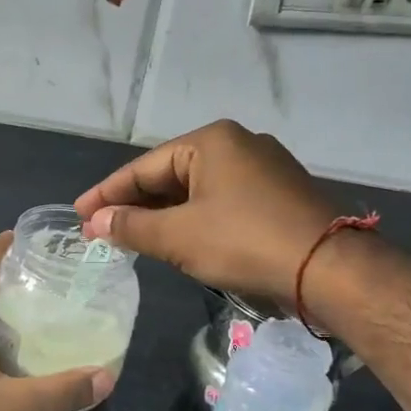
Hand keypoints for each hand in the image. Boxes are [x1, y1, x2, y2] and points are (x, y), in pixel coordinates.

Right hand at [75, 120, 340, 308]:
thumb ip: (132, 226)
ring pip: (196, 189)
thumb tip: (95, 222)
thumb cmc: (245, 242)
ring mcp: (263, 168)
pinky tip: (177, 238)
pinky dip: (193, 218)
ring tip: (130, 235)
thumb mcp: (178, 236)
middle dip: (134, 204)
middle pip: (170, 174)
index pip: (143, 167)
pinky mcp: (279, 194)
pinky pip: (221, 200)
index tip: (79, 214)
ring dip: (162, 214)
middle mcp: (238, 144)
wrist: (331, 270)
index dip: (107, 193)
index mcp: (211, 140)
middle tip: (100, 229)